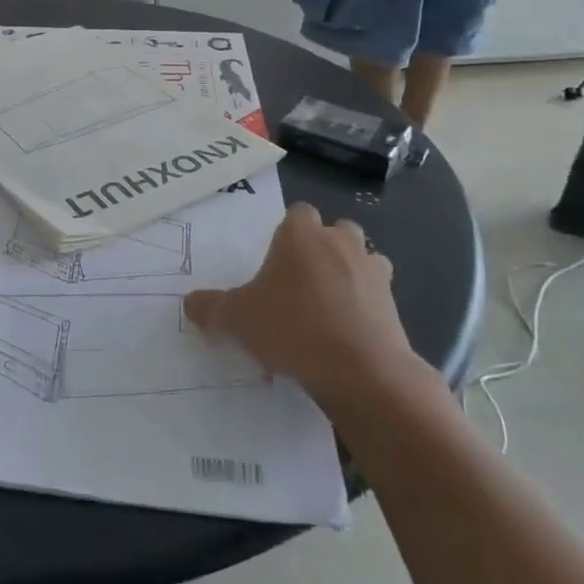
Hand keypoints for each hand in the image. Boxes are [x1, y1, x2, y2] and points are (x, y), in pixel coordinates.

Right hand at [184, 204, 431, 415]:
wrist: (363, 370)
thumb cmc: (293, 328)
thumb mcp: (237, 320)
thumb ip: (211, 308)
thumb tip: (189, 303)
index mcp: (301, 234)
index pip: (297, 213)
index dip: (287, 234)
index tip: (275, 262)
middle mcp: (340, 242)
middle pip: (334, 230)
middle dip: (321, 248)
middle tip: (299, 282)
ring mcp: (373, 270)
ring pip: (362, 258)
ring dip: (349, 273)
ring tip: (327, 305)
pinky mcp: (394, 303)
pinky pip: (377, 294)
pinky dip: (366, 305)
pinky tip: (348, 331)